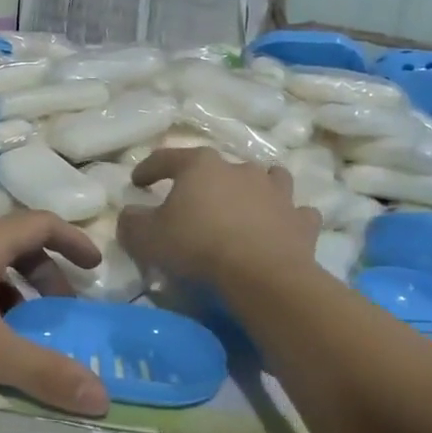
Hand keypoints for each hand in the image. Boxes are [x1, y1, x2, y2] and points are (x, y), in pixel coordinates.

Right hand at [117, 149, 318, 290]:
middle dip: (205, 181)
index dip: (148, 169)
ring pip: (268, 179)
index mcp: (201, 166)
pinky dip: (287, 218)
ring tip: (246, 205)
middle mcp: (240, 169)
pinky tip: (280, 229)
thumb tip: (130, 214)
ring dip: (256, 188)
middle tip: (194, 202)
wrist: (261, 274)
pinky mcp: (301, 220)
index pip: (166, 158)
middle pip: (219, 167)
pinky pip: (296, 213)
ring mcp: (276, 192)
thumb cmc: (197, 246)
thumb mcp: (148, 237)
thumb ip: (132, 222)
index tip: (137, 182)